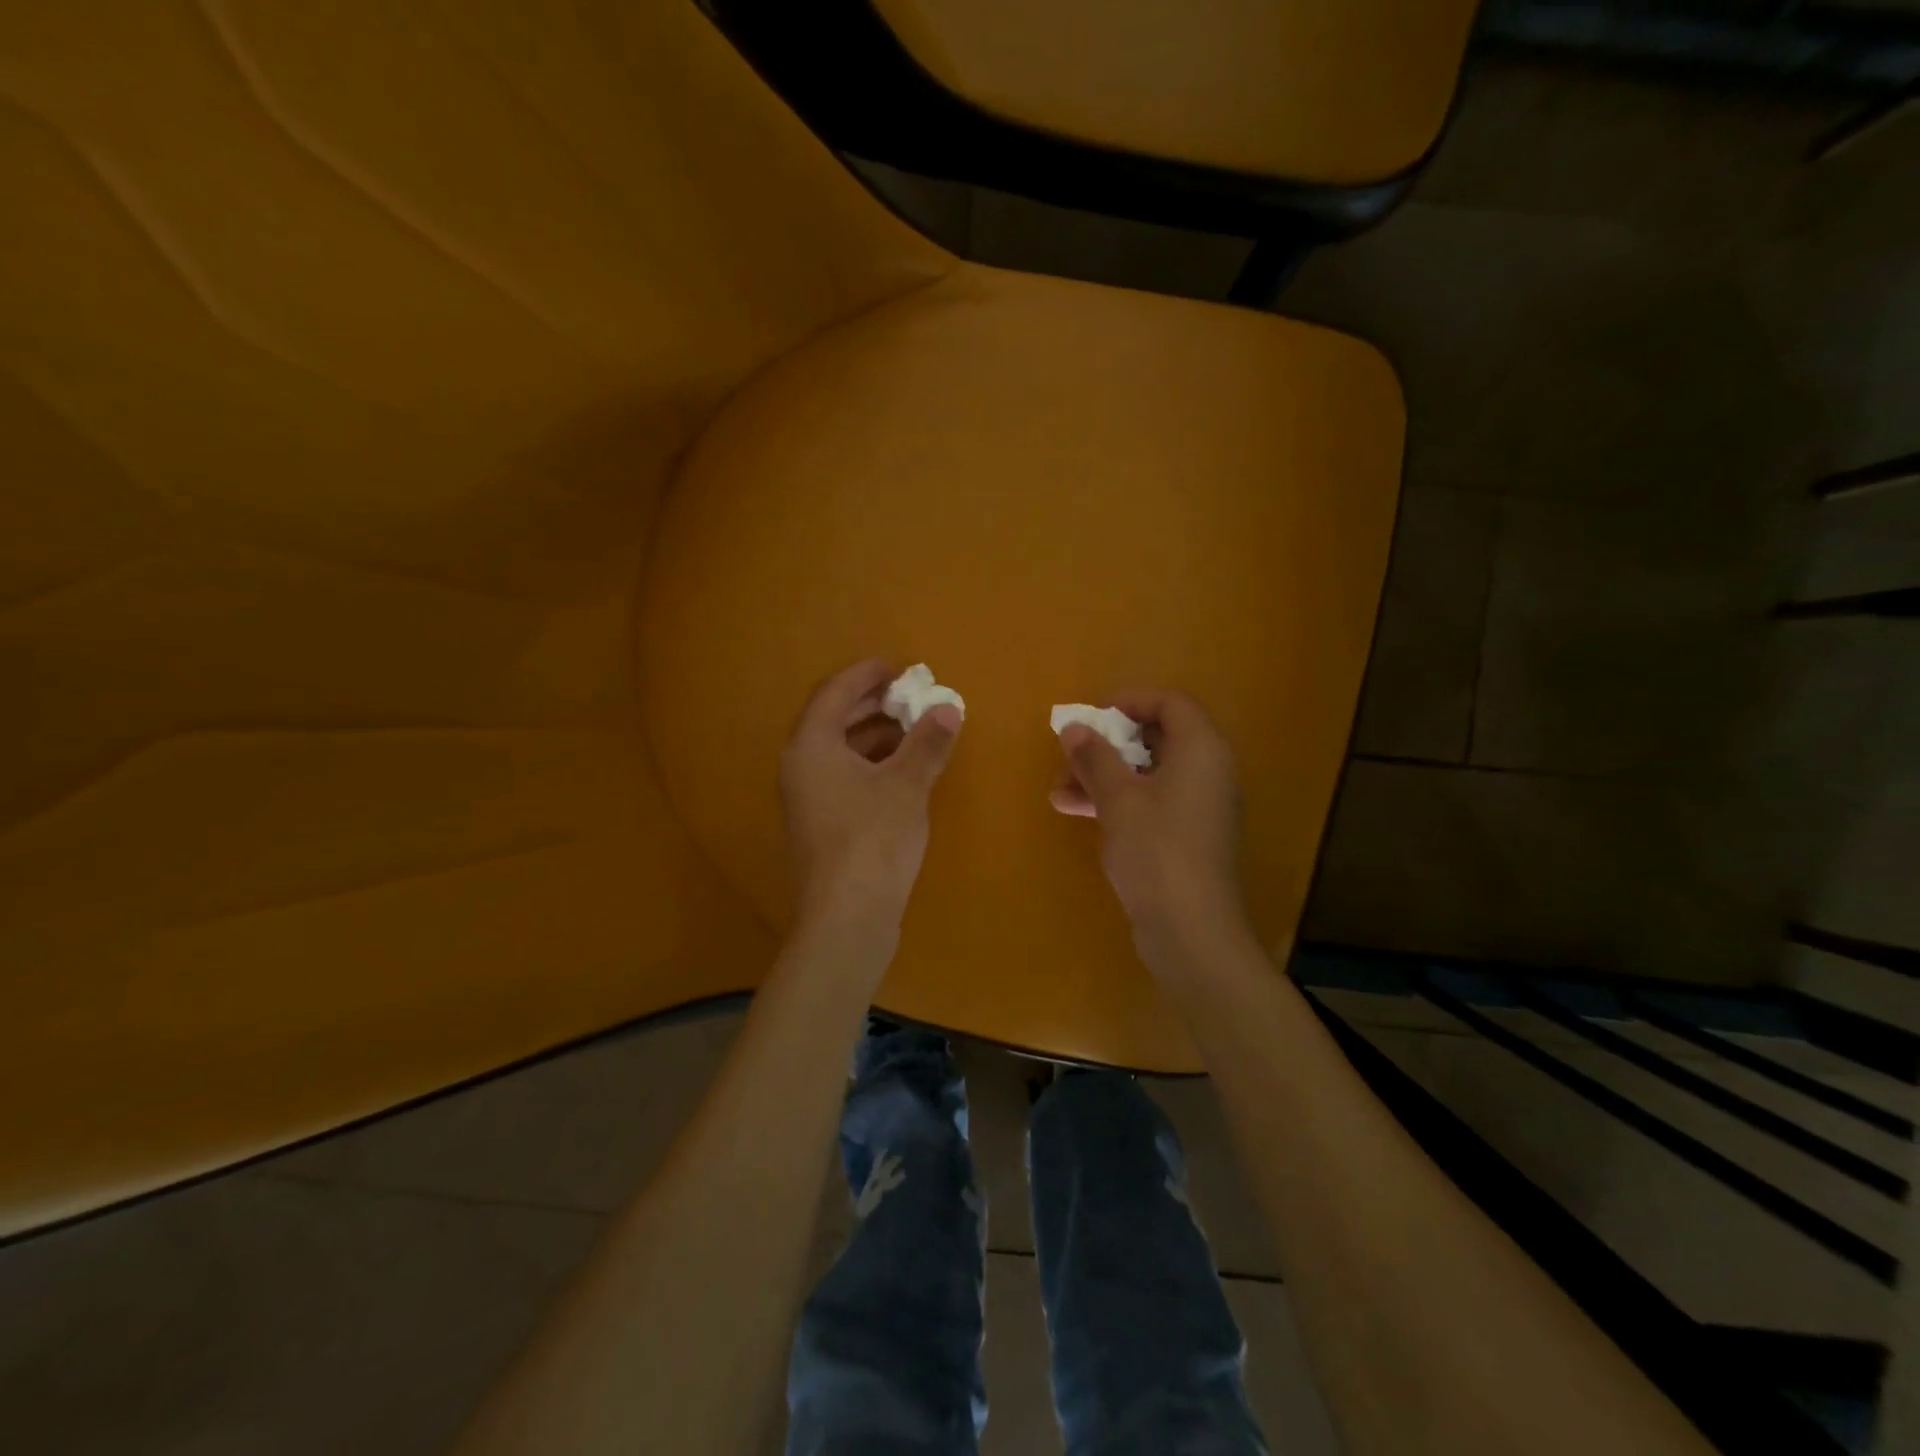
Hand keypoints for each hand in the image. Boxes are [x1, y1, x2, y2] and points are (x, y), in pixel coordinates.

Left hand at [781, 658, 961, 934]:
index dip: (867, 674)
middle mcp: (801, 767)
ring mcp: (808, 799)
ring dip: (877, 736)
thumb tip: (948, 707)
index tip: (900, 666)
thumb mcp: (907, 784)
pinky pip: (846, 777)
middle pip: (835, 720)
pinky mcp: (822, 825)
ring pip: (841, 751)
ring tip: (916, 729)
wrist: (847, 916)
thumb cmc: (873, 838)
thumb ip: (927, 742)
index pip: (835, 693)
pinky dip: (873, 765)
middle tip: (911, 694)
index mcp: (811, 746)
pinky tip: (905, 771)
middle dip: (874, 704)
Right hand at [1050, 690, 1252, 968]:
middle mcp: (1207, 773)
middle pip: (1157, 738)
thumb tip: (1074, 728)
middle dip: (1107, 744)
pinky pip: (1150, 804)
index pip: (1171, 703)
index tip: (1092, 714)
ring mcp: (1198, 808)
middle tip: (1070, 753)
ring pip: (1147, 774)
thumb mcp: (1119, 798)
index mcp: (1201, 751)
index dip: (1130, 701)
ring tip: (1059, 789)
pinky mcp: (1186, 838)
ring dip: (1103, 776)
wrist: (1192, 931)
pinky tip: (1075, 811)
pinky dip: (1116, 802)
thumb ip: (1095, 757)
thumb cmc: (1157, 851)